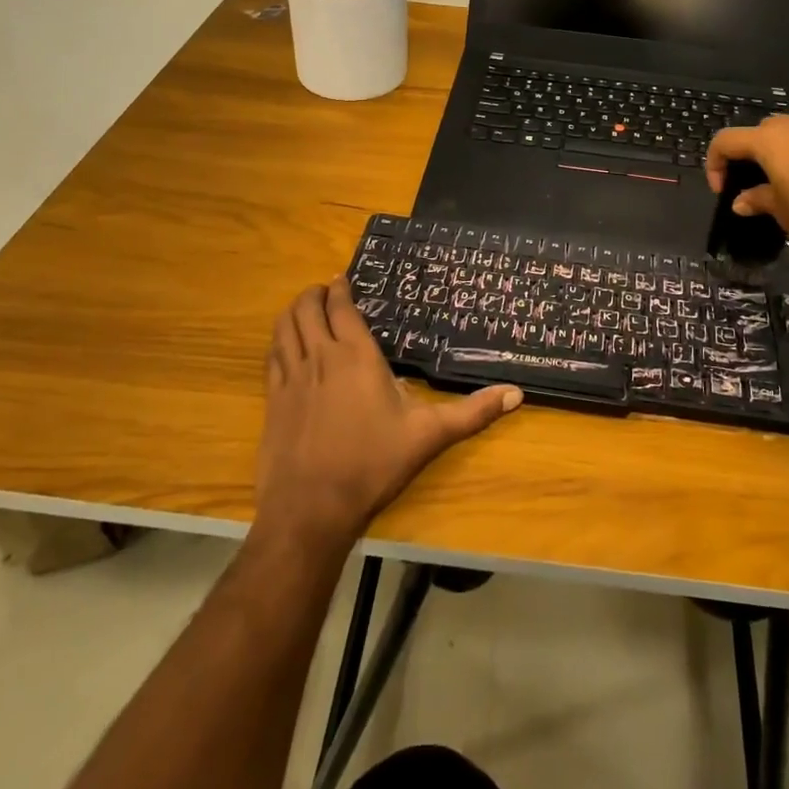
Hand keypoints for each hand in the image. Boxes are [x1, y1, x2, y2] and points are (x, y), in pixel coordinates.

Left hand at [255, 277, 520, 549]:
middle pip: (306, 308)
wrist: (311, 509)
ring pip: (284, 327)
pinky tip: (286, 347)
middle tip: (325, 291)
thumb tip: (517, 393)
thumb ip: (473, 413)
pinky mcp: (272, 401)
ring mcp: (290, 378)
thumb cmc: (373, 465)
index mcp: (355, 356)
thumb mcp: (429, 436)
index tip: (343, 279)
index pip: (341, 307)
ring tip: (304, 309)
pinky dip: (279, 341)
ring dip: (293, 311)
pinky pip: (272, 356)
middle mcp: (319, 357)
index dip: (339, 288)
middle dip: (314, 293)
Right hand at [707, 112, 788, 244]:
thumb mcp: (782, 211)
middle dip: (750, 156)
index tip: (723, 191)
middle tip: (756, 184)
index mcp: (766, 140)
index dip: (715, 164)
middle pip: (757, 133)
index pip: (724, 141)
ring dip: (781, 152)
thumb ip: (758, 200)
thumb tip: (740, 201)